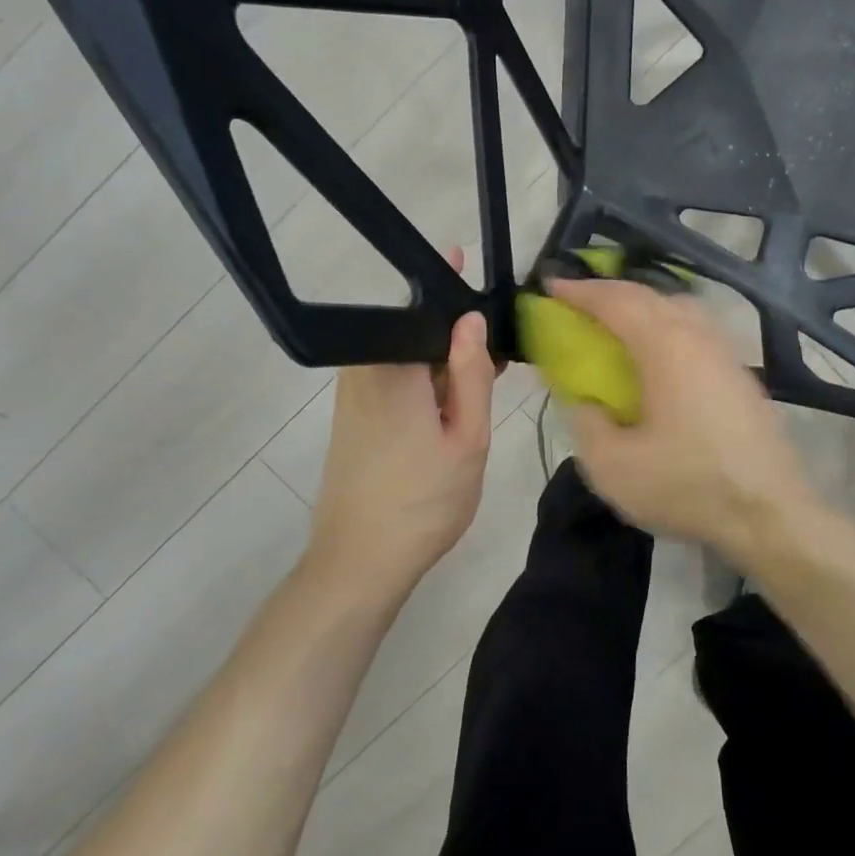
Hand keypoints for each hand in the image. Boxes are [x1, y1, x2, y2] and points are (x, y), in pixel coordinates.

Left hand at [309, 257, 495, 596]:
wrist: (361, 562)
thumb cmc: (422, 501)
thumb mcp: (467, 437)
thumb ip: (471, 372)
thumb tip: (472, 316)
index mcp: (391, 366)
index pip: (423, 305)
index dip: (459, 294)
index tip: (492, 293)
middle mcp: (363, 369)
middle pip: (416, 330)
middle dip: (458, 336)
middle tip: (502, 356)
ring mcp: (353, 392)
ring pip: (408, 357)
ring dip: (445, 363)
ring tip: (487, 381)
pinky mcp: (352, 414)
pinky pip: (395, 379)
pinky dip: (427, 383)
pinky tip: (456, 406)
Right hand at [548, 278, 815, 559]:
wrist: (771, 515)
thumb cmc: (688, 486)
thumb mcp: (612, 467)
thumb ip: (586, 422)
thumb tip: (586, 401)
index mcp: (666, 347)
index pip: (616, 302)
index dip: (580, 291)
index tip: (551, 285)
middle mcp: (699, 337)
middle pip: (650, 296)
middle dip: (609, 293)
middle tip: (577, 302)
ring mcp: (726, 354)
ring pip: (680, 309)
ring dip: (642, 307)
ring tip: (617, 324)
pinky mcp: (742, 376)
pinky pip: (697, 332)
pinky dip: (667, 327)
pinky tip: (659, 357)